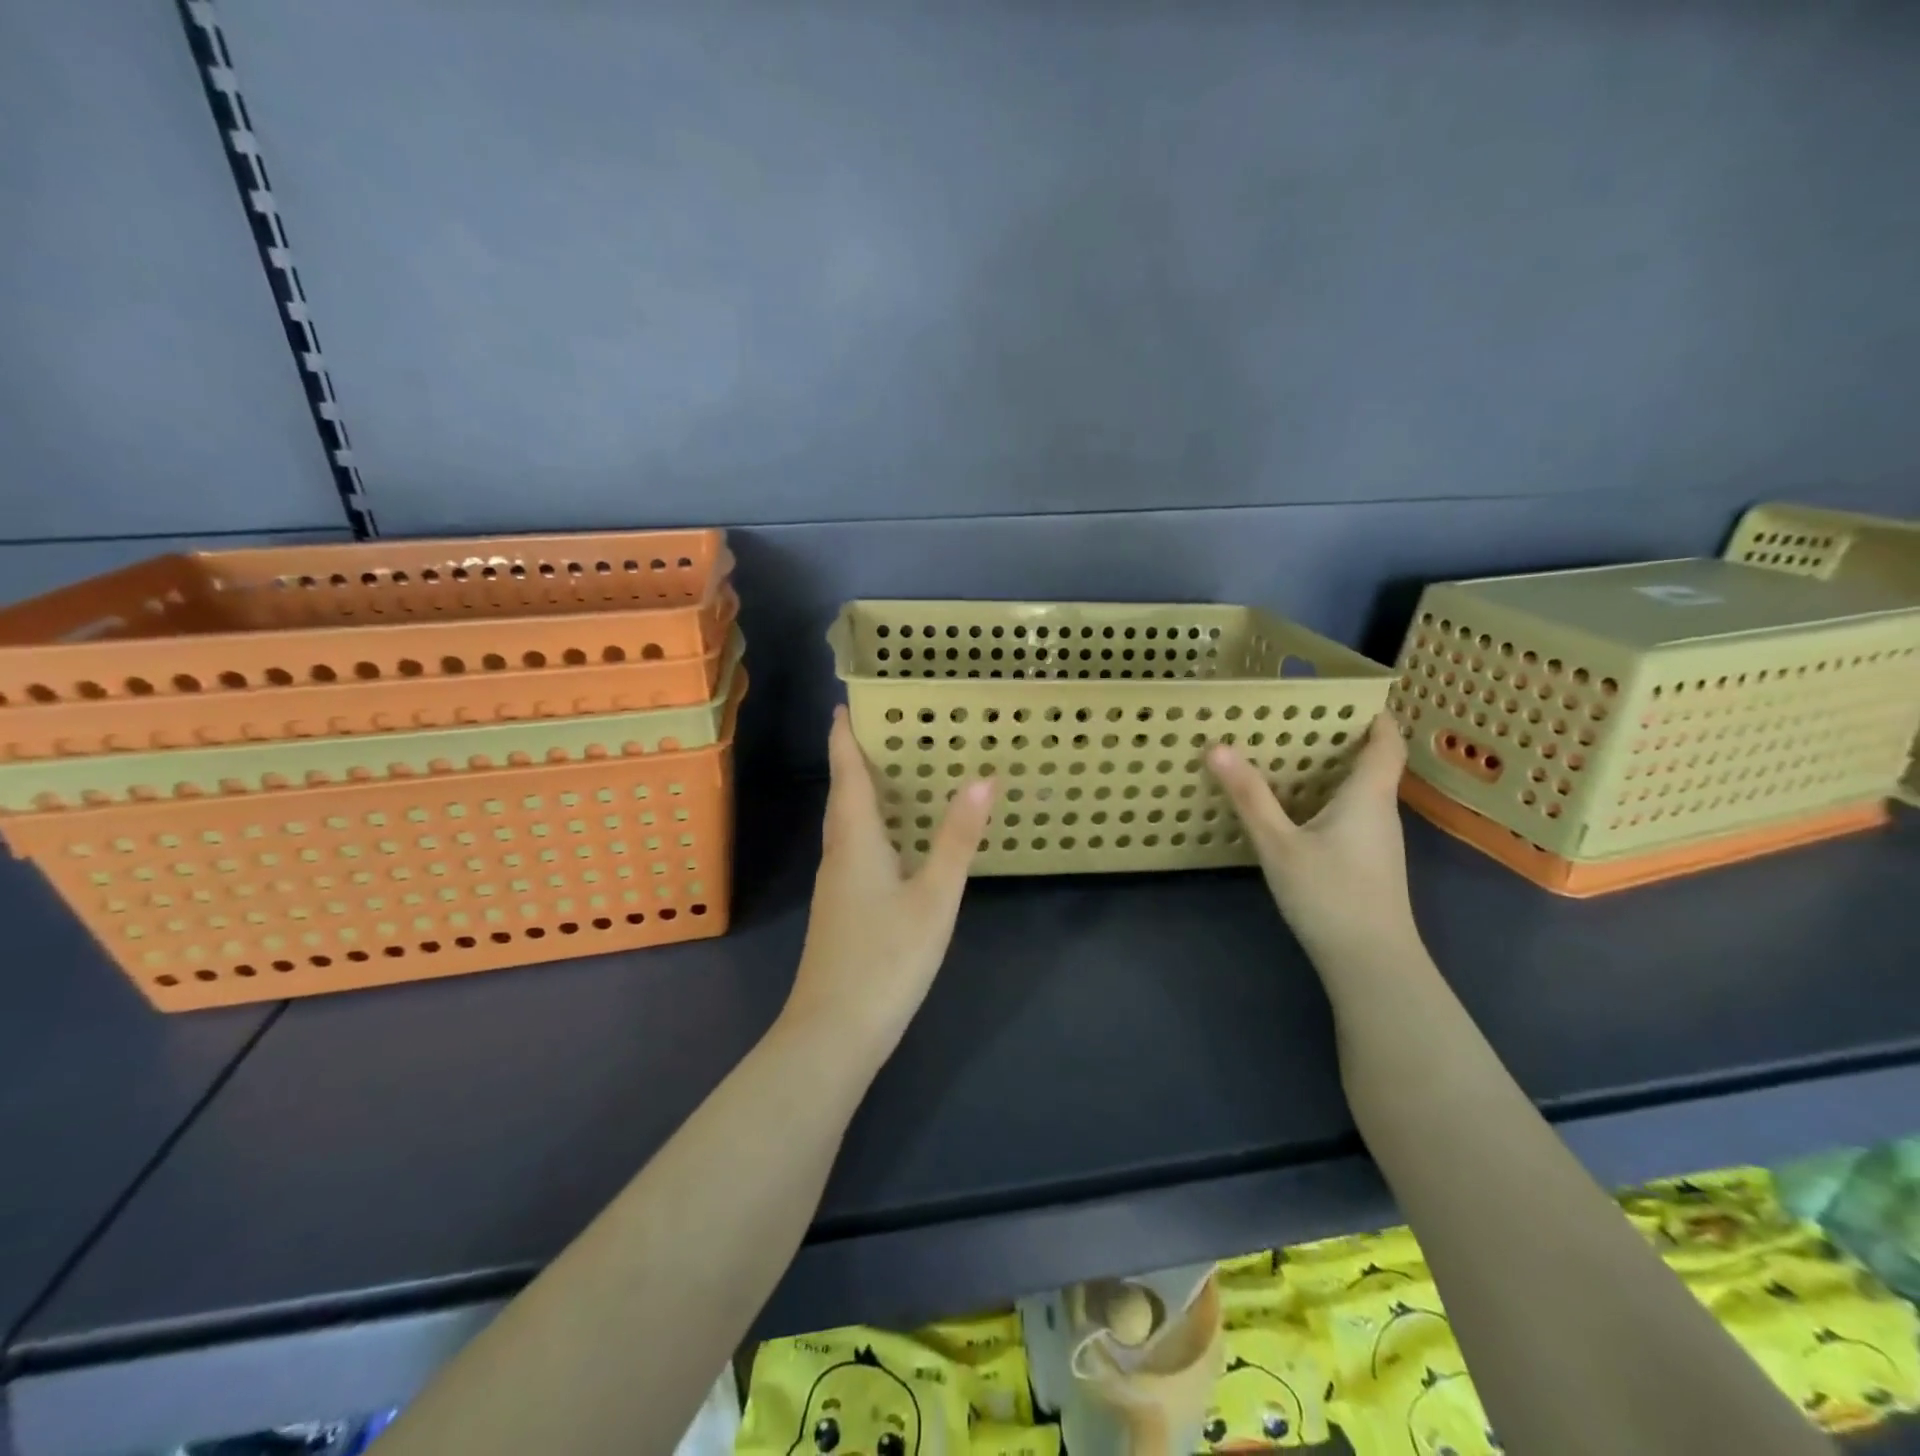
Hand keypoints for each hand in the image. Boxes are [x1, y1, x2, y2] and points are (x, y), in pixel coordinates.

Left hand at [784, 707, 994, 1056]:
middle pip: (842, 796)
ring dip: (860, 793)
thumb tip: (983, 778)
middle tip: (879, 728)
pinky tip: (892, 840)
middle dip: (853, 759)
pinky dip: (869, 827)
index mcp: (855, 842)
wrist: (833, 1033)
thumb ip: (957, 839)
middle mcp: (839, 855)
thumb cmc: (886, 958)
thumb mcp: (934, 897)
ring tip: (890, 773)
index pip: (847, 775)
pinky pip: (853, 850)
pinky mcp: (841, 911)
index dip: (844, 739)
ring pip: (846, 825)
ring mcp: (836, 886)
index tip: (844, 704)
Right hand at [1207, 713, 1417, 963]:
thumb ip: (1249, 797)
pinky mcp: (1369, 863)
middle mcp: (1380, 812)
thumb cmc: (1329, 895)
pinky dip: (1328, 799)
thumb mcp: (1278, 844)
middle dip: (1340, 739)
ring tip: (1287, 757)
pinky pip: (1352, 815)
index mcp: (1368, 796)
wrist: (1371, 963)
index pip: (1387, 743)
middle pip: (1372, 764)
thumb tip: (1218, 747)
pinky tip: (1295, 810)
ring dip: (1332, 771)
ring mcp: (1378, 841)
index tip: (1347, 696)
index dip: (1375, 716)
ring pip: (1361, 792)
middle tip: (1295, 721)